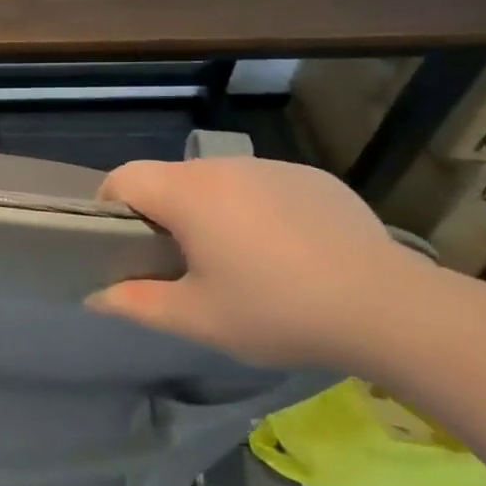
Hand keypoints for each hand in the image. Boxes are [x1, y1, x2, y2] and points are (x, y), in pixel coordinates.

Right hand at [86, 157, 432, 366]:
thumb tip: (95, 297)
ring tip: (236, 259)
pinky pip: (262, 186)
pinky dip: (255, 209)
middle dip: (161, 213)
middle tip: (179, 262)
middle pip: (169, 179)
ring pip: (216, 181)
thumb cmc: (278, 311)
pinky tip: (286, 251)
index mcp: (188, 194)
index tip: (120, 244)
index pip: (123, 178)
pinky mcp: (312, 178)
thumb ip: (137, 304)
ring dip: (208, 210)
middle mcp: (224, 167)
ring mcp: (272, 168)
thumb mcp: (198, 318)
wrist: (390, 308)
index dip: (109, 206)